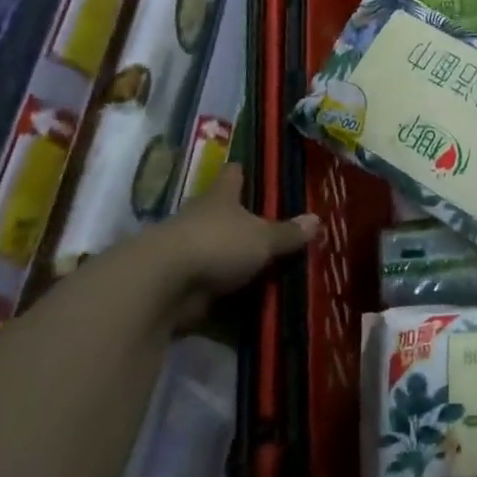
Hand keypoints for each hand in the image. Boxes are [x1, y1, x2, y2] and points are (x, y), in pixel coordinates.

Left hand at [127, 166, 318, 307]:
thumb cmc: (217, 244)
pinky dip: (224, 299)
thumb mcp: (262, 239)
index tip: (247, 169)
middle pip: (221, 215)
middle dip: (240, 222)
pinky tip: (246, 307)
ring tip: (265, 272)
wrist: (161, 286)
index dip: (240, 172)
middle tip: (269, 229)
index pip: (232, 176)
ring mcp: (185, 253)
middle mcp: (200, 220)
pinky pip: (208, 290)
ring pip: (214, 253)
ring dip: (232, 263)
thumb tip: (316, 219)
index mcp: (220, 199)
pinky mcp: (178, 287)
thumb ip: (287, 233)